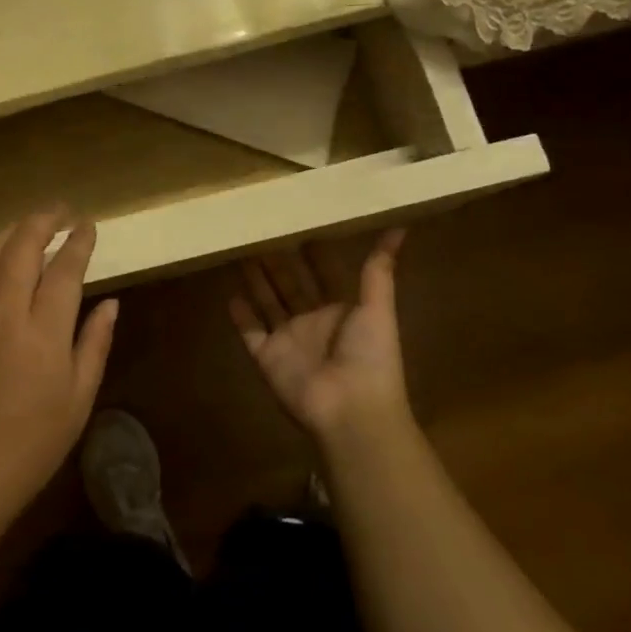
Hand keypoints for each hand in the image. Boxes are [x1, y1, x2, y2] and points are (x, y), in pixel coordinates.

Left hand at [0, 210, 117, 527]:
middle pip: (23, 247)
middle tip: (59, 211)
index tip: (88, 225)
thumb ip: (94, 345)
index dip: (79, 241)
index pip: (66, 269)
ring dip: (8, 232)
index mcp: (46, 331)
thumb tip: (111, 303)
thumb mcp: (78, 400)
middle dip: (43, 220)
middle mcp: (6, 312)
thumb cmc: (32, 444)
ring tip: (25, 226)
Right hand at [230, 228, 411, 444]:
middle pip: (290, 285)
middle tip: (258, 229)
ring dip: (256, 280)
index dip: (311, 251)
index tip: (296, 220)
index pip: (321, 274)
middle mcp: (312, 322)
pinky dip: (240, 315)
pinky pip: (250, 332)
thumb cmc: (369, 357)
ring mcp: (287, 341)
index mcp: (340, 311)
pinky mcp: (266, 357)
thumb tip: (400, 227)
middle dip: (276, 261)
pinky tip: (229, 293)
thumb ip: (379, 270)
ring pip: (268, 303)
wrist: (351, 410)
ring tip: (239, 251)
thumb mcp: (378, 308)